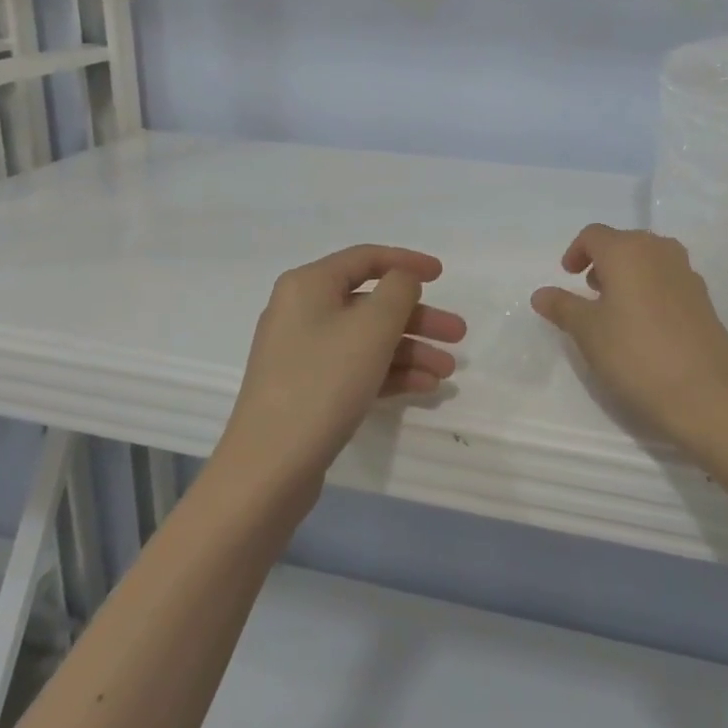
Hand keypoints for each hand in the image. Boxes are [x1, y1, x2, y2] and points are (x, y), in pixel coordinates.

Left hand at [215, 245, 464, 498]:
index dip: (407, 262)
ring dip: (410, 350)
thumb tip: (402, 280)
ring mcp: (302, 353)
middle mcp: (302, 311)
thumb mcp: (372, 326)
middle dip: (418, 318)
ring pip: (367, 339)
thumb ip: (399, 290)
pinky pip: (356, 368)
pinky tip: (425, 388)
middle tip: (458, 335)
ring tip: (447, 372)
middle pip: (371, 303)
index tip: (442, 275)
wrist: (268, 469)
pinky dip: (390, 373)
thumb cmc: (324, 381)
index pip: (366, 258)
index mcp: (309, 285)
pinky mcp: (307, 390)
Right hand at [532, 225, 727, 454]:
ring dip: (628, 275)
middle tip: (589, 293)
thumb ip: (563, 307)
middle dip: (602, 262)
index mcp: (627, 250)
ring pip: (648, 260)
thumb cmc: (636, 354)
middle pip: (623, 243)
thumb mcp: (588, 332)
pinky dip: (650, 290)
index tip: (568, 277)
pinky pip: (667, 280)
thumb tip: (540, 293)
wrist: (708, 393)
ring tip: (616, 310)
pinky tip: (646, 326)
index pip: (594, 235)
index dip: (576, 252)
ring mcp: (686, 272)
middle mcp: (659, 250)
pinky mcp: (703, 297)